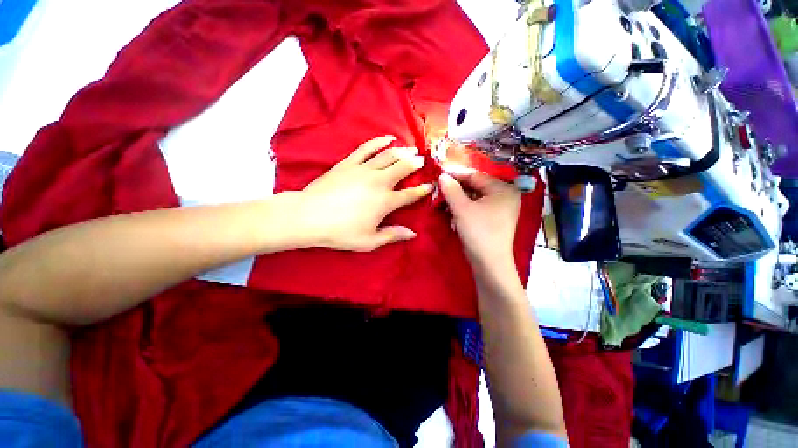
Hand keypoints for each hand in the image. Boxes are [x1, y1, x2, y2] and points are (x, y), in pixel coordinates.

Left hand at [298, 135, 432, 251]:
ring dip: (403, 151)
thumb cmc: (340, 232)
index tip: (430, 185)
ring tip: (412, 148)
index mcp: (385, 202)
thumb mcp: (369, 241)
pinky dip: (379, 141)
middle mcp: (379, 182)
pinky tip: (388, 138)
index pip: (409, 194)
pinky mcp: (349, 163)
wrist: (308, 216)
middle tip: (422, 160)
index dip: (422, 189)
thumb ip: (392, 235)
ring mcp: (363, 169)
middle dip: (415, 163)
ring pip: (389, 155)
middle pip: (402, 168)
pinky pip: (367, 148)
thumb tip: (412, 233)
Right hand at [438, 171, 520, 267]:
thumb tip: (442, 175)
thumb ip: (451, 189)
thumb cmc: (479, 232)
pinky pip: (475, 207)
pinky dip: (463, 208)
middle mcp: (504, 196)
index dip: (456, 174)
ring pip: (474, 197)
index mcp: (503, 189)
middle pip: (475, 186)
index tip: (439, 173)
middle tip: (438, 189)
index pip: (476, 175)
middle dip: (455, 189)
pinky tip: (451, 211)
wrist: (489, 264)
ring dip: (457, 199)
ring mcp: (499, 209)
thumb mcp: (462, 209)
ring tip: (442, 201)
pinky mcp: (492, 219)